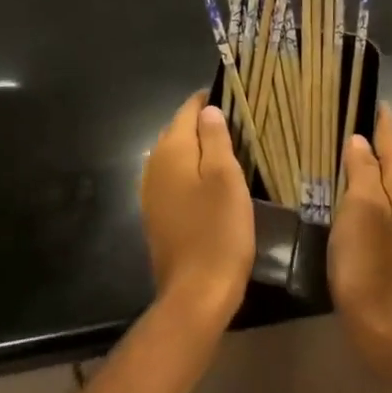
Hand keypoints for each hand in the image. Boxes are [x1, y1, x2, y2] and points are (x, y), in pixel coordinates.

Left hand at [140, 94, 255, 331]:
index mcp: (172, 150)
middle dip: (205, 124)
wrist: (195, 293)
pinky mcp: (157, 214)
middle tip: (239, 125)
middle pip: (179, 131)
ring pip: (177, 156)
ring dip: (199, 149)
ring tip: (231, 151)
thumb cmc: (219, 231)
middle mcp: (154, 164)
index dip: (210, 100)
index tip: (236, 99)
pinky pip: (174, 179)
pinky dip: (192, 173)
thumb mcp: (227, 178)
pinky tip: (212, 183)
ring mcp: (152, 191)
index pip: (188, 110)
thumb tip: (208, 110)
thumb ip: (216, 138)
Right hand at [330, 105, 391, 391]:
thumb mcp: (360, 207)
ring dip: (366, 154)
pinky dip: (366, 178)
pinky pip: (382, 190)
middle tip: (332, 111)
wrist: (386, 325)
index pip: (391, 131)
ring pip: (388, 169)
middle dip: (368, 129)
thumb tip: (359, 138)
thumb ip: (362, 167)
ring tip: (334, 139)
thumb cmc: (369, 262)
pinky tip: (344, 180)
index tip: (348, 89)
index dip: (372, 111)